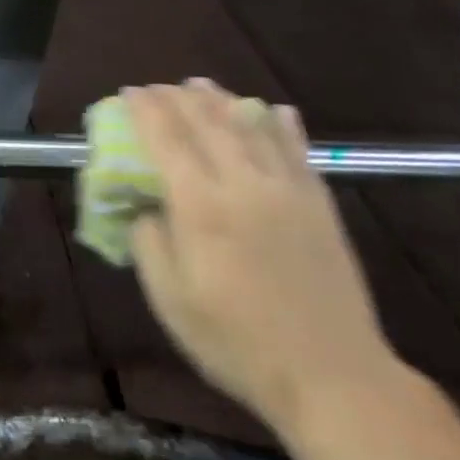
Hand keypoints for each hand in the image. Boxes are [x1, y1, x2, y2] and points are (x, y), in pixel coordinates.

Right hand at [125, 79, 405, 436]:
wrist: (331, 374)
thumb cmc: (235, 341)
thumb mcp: (169, 299)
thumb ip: (149, 242)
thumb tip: (146, 207)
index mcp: (201, 207)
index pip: (166, 140)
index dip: (145, 111)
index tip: (129, 92)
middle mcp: (244, 184)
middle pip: (208, 123)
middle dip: (178, 98)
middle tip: (158, 86)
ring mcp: (288, 191)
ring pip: (252, 127)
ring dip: (223, 100)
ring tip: (202, 85)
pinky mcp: (320, 205)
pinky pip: (298, 150)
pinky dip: (281, 125)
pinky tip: (274, 111)